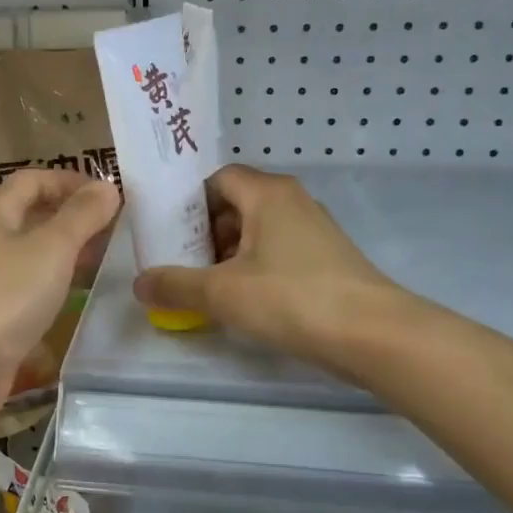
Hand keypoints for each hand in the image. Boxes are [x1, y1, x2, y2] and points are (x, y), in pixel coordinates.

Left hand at [0, 169, 120, 404]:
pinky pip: (30, 286)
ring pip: (33, 253)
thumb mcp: (52, 248)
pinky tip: (80, 296)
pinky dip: (56, 283)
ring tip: (107, 261)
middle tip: (116, 230)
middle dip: (74, 217)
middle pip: (32, 215)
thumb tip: (107, 186)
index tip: (108, 196)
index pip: (33, 180)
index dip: (70, 181)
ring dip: (68, 252)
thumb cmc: (6, 295)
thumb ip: (81, 216)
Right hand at [133, 164, 416, 373]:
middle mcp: (292, 201)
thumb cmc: (291, 298)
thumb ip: (175, 285)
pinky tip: (242, 300)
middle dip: (204, 232)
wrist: (373, 334)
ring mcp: (314, 230)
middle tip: (180, 262)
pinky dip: (254, 268)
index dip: (188, 202)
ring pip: (257, 230)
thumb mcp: (222, 293)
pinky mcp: (326, 259)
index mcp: (267, 194)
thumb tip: (139, 284)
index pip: (217, 178)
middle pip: (235, 204)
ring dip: (228, 254)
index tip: (167, 232)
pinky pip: (277, 251)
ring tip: (206, 286)